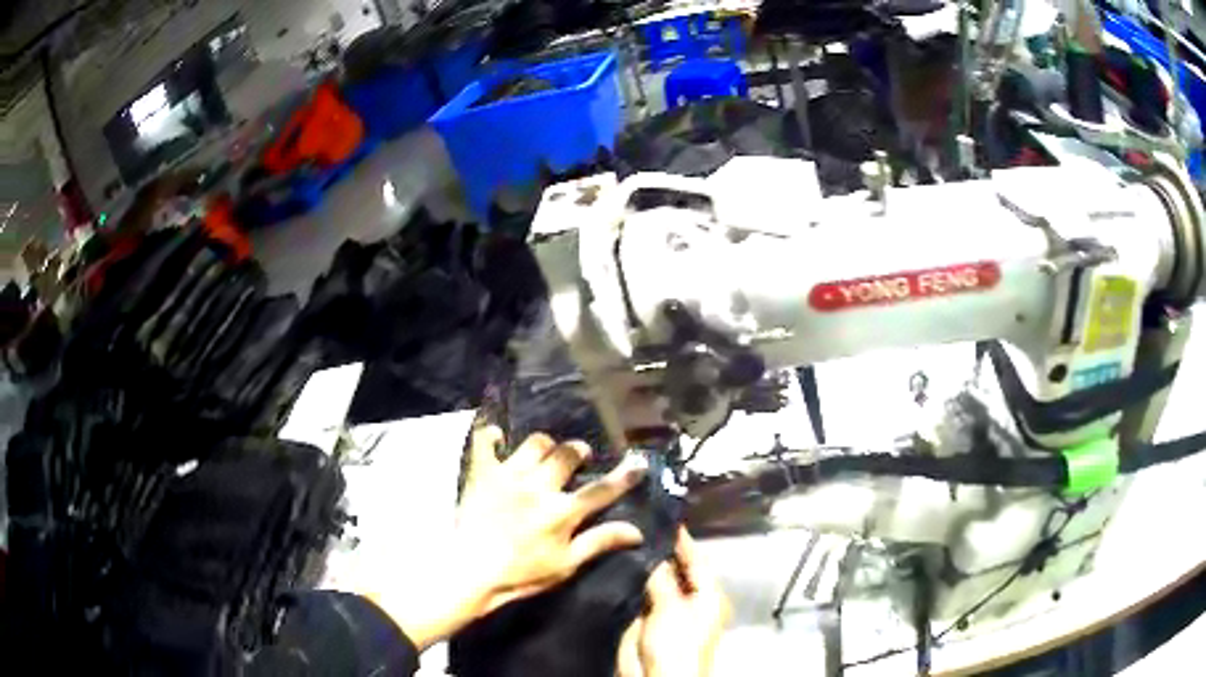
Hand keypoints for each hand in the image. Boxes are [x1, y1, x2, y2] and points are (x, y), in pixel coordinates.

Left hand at [390, 427, 648, 650]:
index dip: (624, 475)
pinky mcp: (482, 473)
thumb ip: (599, 543)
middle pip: (567, 454)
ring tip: (543, 455)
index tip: (638, 461)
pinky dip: (492, 436)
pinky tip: (498, 441)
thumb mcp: (566, 565)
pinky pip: (486, 441)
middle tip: (579, 457)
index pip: (601, 490)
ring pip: (535, 443)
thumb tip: (637, 531)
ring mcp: (509, 476)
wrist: (470, 571)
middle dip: (578, 451)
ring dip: (544, 446)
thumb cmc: (521, 574)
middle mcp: (539, 486)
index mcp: (562, 512)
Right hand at [618, 528, 730, 676]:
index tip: (667, 519)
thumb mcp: (671, 608)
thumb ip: (662, 580)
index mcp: (708, 596)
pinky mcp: (650, 625)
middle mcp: (692, 602)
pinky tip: (617, 571)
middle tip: (638, 527)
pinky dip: (633, 586)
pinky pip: (642, 599)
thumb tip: (655, 557)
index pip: (697, 560)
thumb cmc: (676, 645)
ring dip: (644, 569)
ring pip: (657, 585)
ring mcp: (670, 614)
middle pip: (677, 572)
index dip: (682, 541)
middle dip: (659, 554)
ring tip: (624, 543)